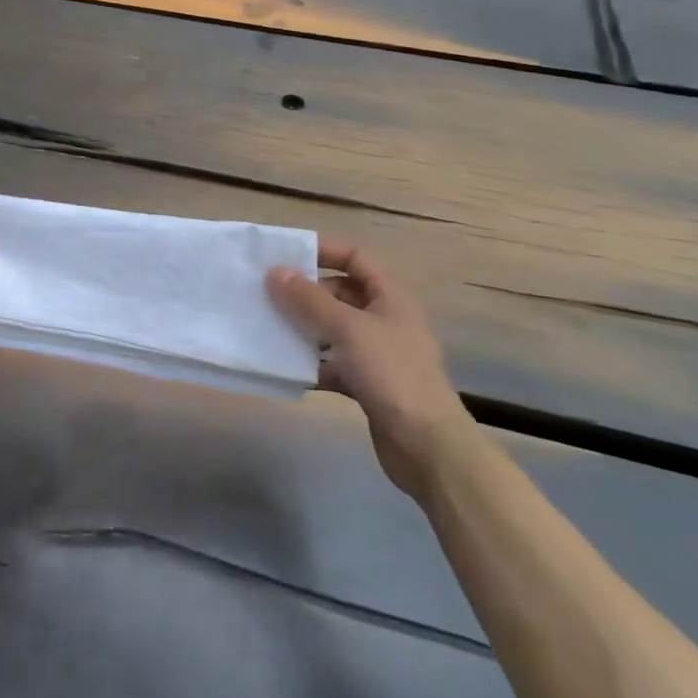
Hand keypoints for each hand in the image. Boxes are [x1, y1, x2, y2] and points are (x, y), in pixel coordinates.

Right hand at [266, 239, 473, 497]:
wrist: (427, 446)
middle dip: (307, 293)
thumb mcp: (347, 328)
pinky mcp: (369, 384)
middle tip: (270, 294)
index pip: (356, 258)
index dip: (325, 251)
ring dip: (306, 328)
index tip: (287, 256)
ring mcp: (378, 354)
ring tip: (270, 326)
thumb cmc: (391, 373)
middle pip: (342, 293)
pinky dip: (313, 363)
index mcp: (390, 298)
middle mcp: (386, 320)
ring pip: (335, 330)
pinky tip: (288, 367)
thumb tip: (275, 271)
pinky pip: (334, 363)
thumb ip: (309, 300)